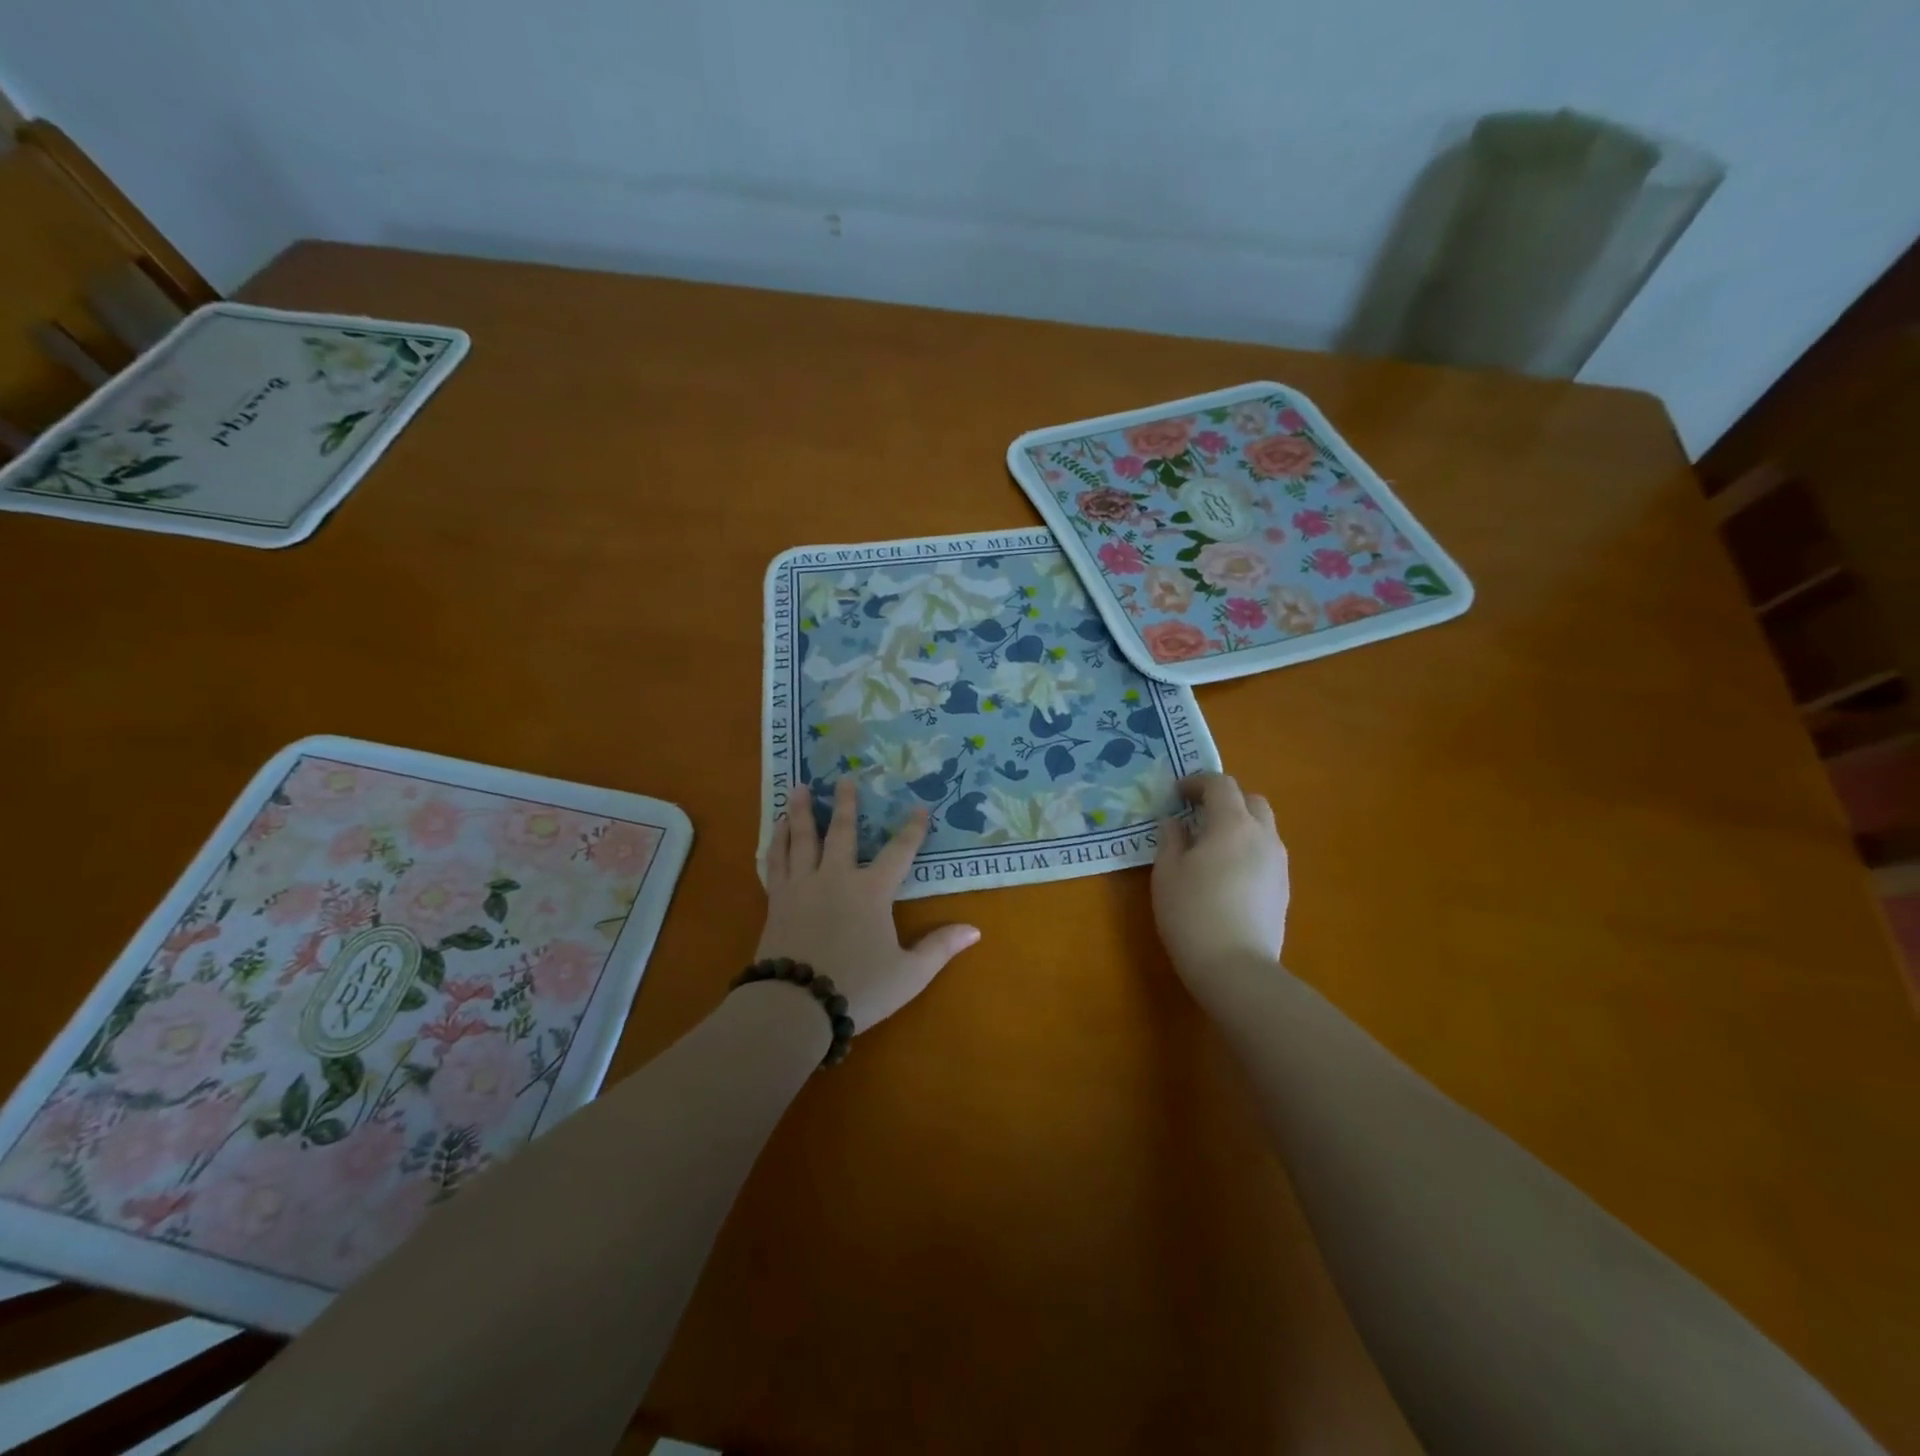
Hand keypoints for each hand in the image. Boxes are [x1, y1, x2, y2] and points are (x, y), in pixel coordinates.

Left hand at [757, 779, 980, 1030]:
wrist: (795, 1006)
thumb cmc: (858, 988)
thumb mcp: (909, 974)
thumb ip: (940, 948)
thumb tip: (975, 930)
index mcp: (872, 891)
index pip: (899, 852)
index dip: (912, 829)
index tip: (920, 807)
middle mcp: (836, 877)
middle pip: (841, 832)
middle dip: (845, 803)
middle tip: (844, 777)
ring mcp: (802, 886)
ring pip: (802, 839)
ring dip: (801, 812)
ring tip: (797, 787)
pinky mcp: (777, 900)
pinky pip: (775, 862)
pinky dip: (776, 843)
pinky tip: (775, 830)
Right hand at [1152, 773, 1289, 981]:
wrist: (1236, 968)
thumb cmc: (1192, 912)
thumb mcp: (1167, 872)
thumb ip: (1171, 839)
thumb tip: (1174, 822)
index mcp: (1232, 824)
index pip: (1221, 784)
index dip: (1197, 782)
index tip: (1177, 794)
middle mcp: (1263, 836)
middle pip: (1250, 801)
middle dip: (1225, 800)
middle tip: (1197, 816)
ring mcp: (1278, 864)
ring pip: (1262, 828)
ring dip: (1238, 826)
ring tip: (1210, 847)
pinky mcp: (1283, 889)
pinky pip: (1265, 854)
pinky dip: (1247, 850)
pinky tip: (1226, 875)